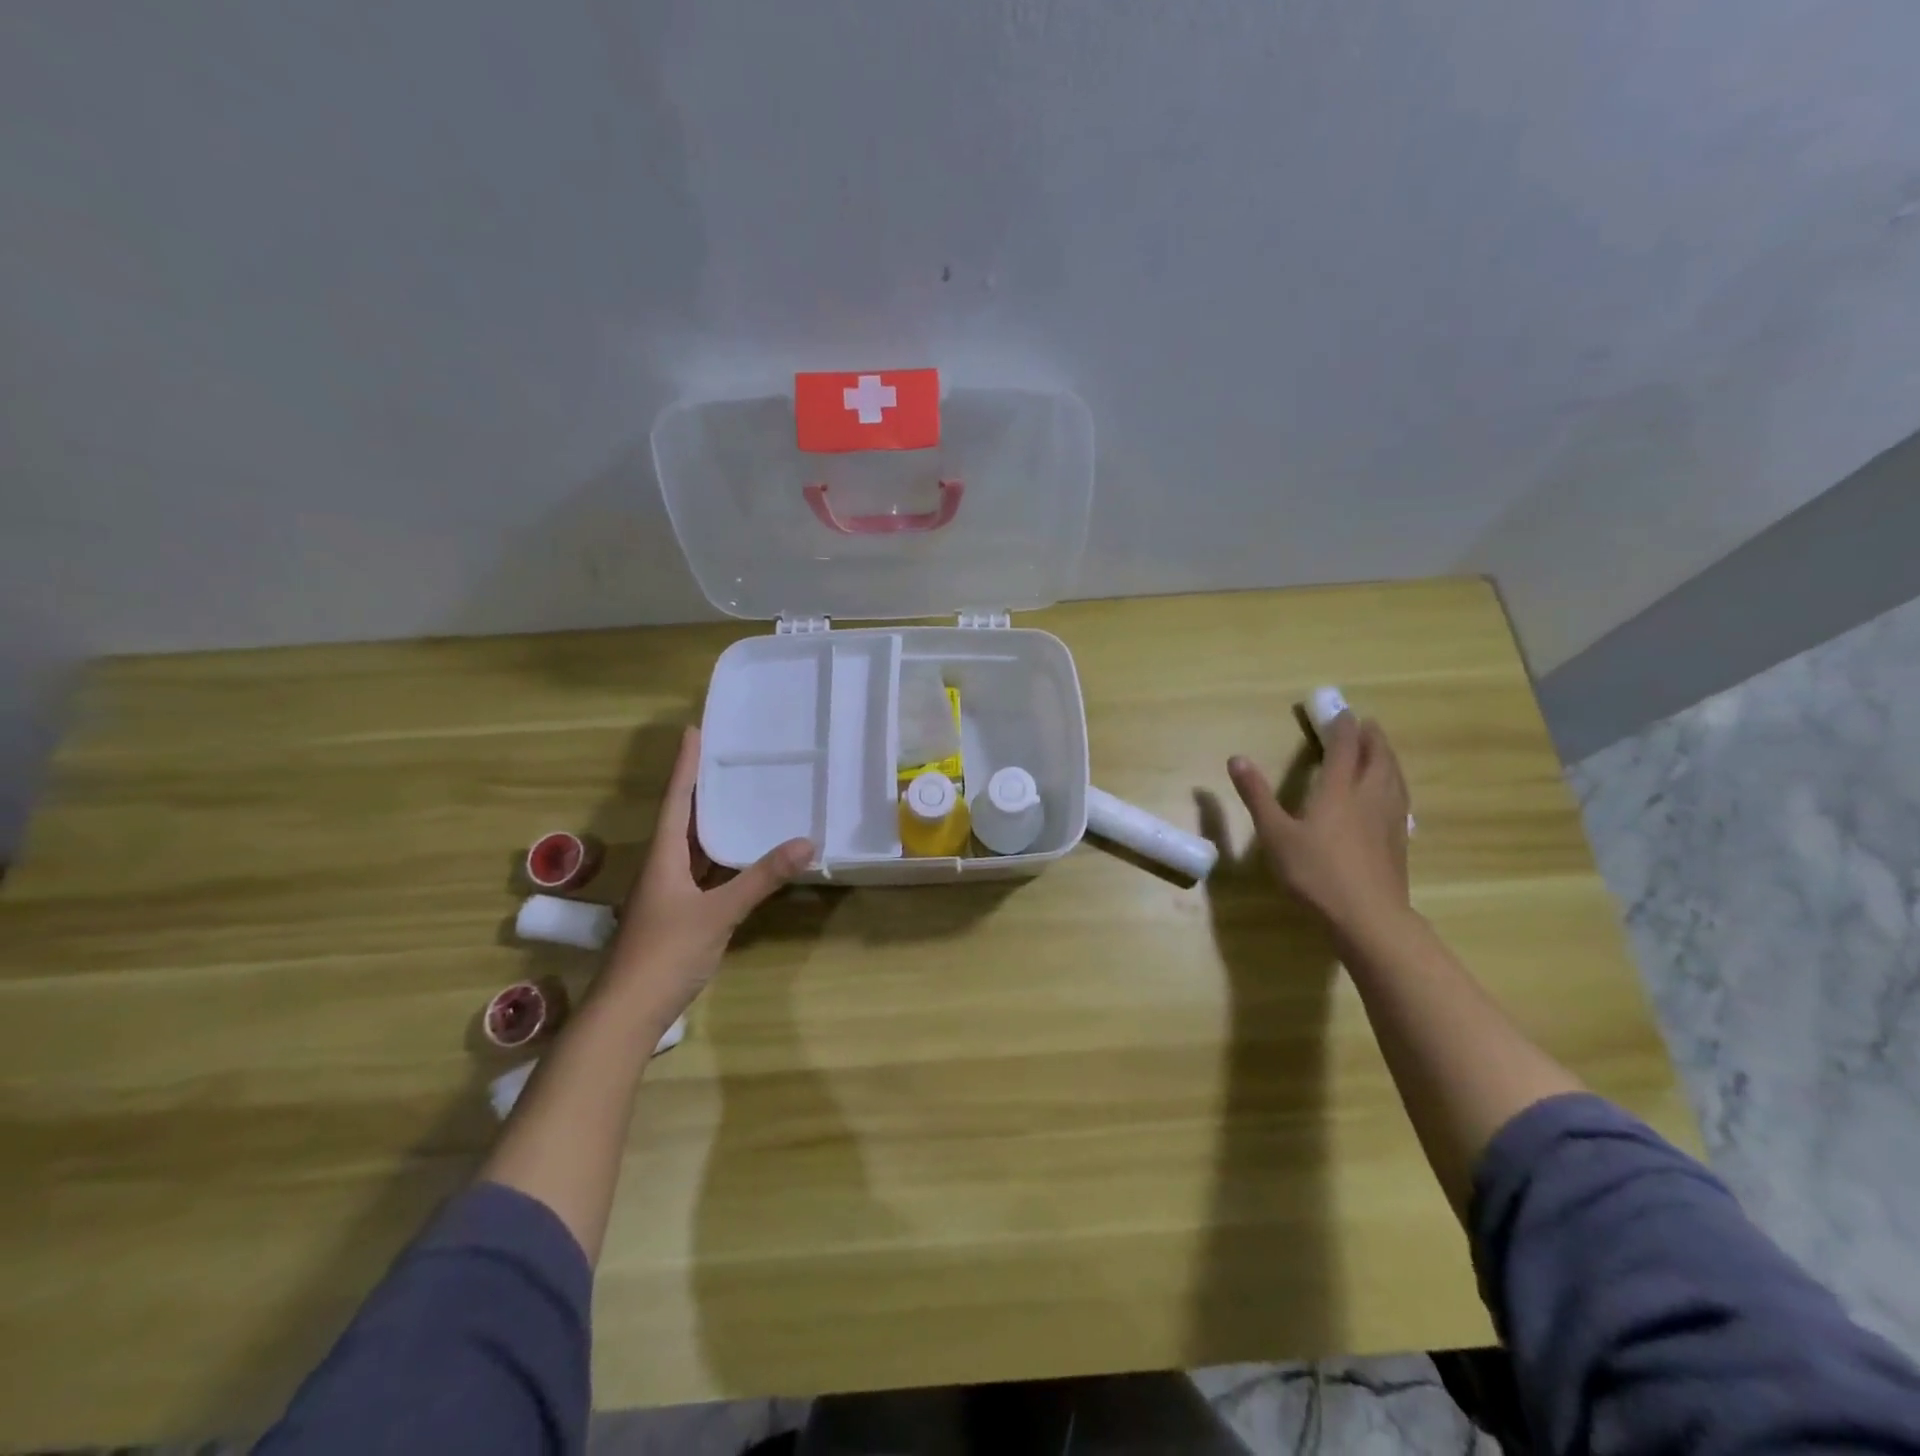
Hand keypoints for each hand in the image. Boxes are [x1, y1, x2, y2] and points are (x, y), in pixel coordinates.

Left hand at [605, 727, 812, 1026]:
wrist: (628, 1013)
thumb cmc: (666, 953)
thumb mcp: (719, 912)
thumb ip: (761, 878)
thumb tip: (807, 842)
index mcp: (663, 856)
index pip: (676, 799)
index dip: (686, 765)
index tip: (694, 730)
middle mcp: (662, 867)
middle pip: (683, 818)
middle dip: (703, 787)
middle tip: (728, 757)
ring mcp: (668, 894)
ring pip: (693, 847)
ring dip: (713, 823)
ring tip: (740, 796)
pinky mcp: (678, 915)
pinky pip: (703, 874)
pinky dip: (722, 859)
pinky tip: (743, 855)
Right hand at [1227, 711, 1410, 936]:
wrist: (1368, 916)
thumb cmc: (1315, 872)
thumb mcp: (1275, 834)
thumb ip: (1257, 796)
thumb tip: (1237, 758)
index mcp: (1338, 790)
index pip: (1344, 749)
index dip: (1342, 728)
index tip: (1341, 711)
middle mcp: (1369, 797)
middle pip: (1377, 758)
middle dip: (1371, 737)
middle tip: (1365, 724)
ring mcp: (1390, 819)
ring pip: (1394, 777)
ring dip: (1387, 758)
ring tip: (1381, 751)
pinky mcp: (1399, 840)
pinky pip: (1400, 798)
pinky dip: (1395, 783)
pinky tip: (1392, 795)